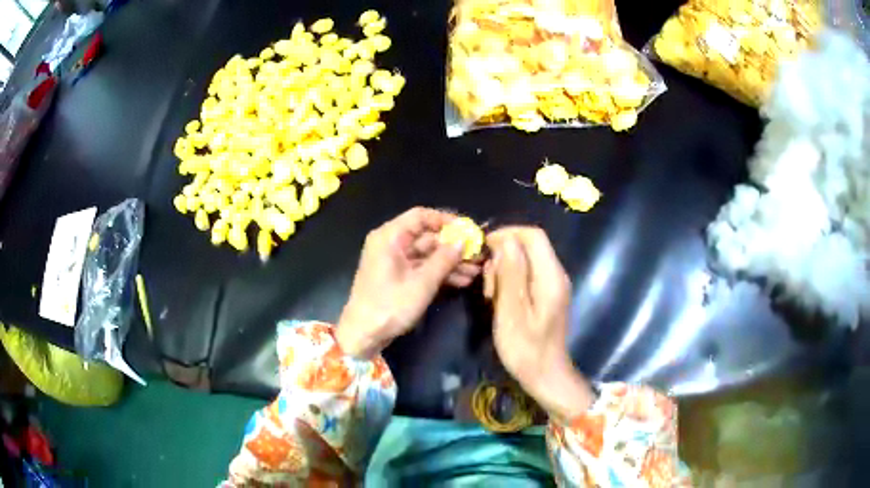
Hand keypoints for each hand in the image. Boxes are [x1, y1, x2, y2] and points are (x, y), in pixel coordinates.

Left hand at [336, 207, 481, 358]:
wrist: (364, 334)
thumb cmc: (390, 305)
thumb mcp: (422, 283)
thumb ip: (444, 259)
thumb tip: (463, 242)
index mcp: (390, 237)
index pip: (421, 216)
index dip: (446, 221)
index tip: (468, 231)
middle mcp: (391, 244)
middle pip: (427, 236)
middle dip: (453, 247)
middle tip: (478, 254)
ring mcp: (394, 261)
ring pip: (428, 254)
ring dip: (451, 262)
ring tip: (476, 271)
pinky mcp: (398, 277)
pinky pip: (422, 268)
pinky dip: (440, 273)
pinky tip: (463, 280)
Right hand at [484, 227, 594, 420]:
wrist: (545, 375)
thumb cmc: (525, 349)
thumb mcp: (512, 312)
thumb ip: (510, 274)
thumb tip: (505, 241)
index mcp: (551, 276)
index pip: (533, 235)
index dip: (507, 234)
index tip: (483, 249)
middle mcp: (556, 274)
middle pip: (528, 246)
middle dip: (502, 257)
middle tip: (487, 286)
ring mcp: (552, 284)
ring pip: (525, 260)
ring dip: (503, 271)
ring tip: (491, 297)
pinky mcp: (547, 294)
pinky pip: (527, 275)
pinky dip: (510, 281)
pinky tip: (500, 301)